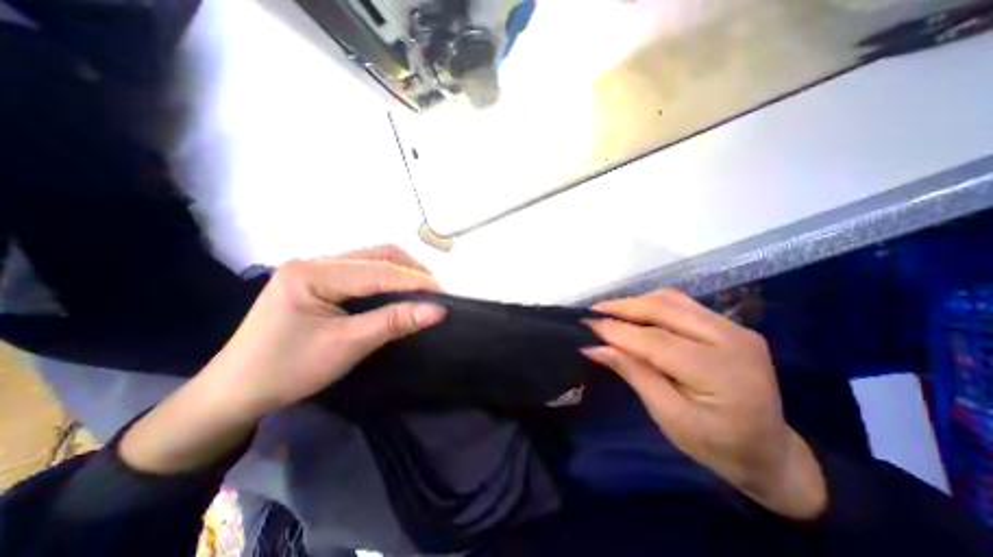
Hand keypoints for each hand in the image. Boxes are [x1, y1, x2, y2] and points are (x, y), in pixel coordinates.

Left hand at [119, 243, 446, 474]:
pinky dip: (388, 279)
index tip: (444, 294)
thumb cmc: (289, 369)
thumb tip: (437, 310)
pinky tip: (399, 291)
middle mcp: (315, 261)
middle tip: (434, 292)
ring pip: (372, 259)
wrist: (237, 390)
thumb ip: (393, 322)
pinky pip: (364, 271)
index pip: (377, 271)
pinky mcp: (321, 280)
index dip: (414, 281)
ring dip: (401, 272)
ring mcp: (317, 268)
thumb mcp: (347, 345)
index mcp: (312, 273)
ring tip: (422, 290)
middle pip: (377, 255)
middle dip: (410, 271)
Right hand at [583, 289, 827, 519]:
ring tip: (610, 313)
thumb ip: (633, 374)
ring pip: (672, 299)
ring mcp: (734, 327)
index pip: (655, 340)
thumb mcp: (668, 416)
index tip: (585, 324)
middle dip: (622, 307)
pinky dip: (652, 305)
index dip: (616, 330)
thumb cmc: (716, 445)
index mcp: (720, 372)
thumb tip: (595, 347)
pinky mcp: (729, 324)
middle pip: (664, 308)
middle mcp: (731, 339)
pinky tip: (636, 314)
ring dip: (636, 302)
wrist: (771, 452)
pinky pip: (682, 303)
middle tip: (593, 313)